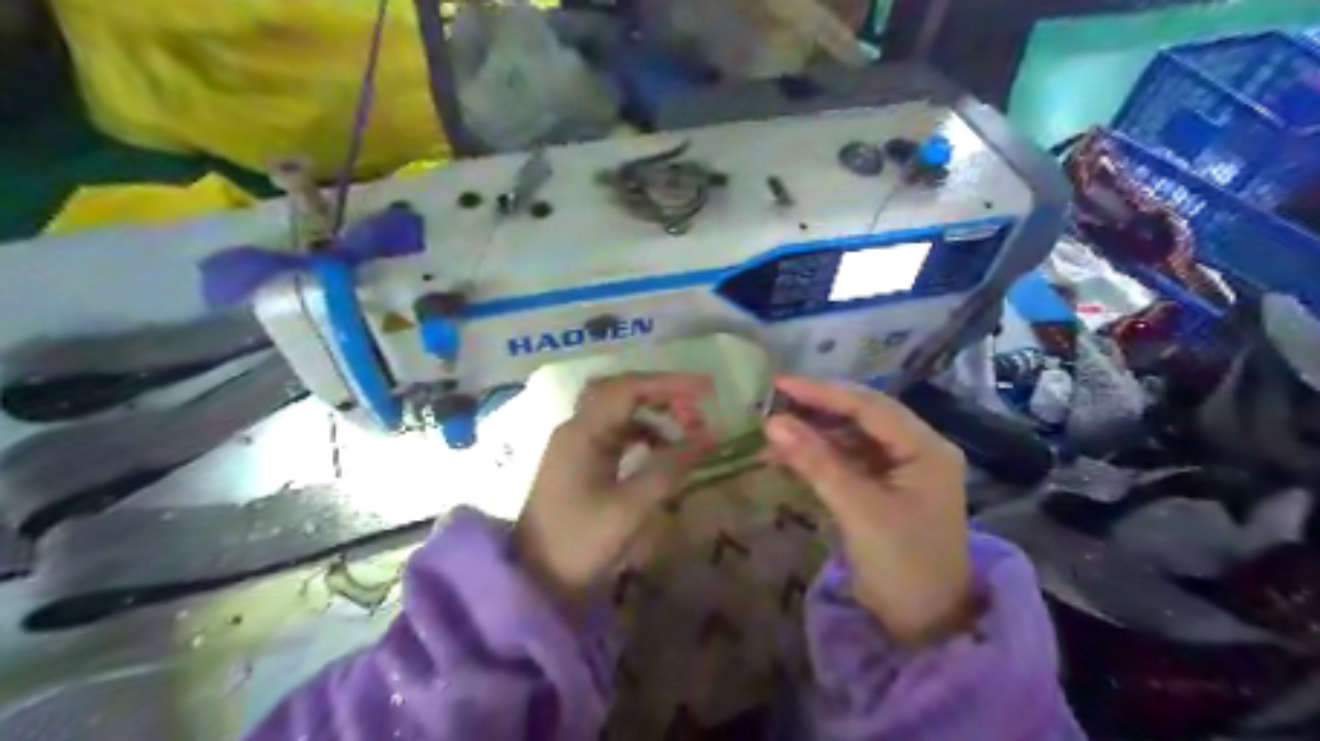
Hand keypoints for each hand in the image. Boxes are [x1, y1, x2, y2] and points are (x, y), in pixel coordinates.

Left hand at [512, 372, 711, 609]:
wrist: (535, 580)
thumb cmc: (579, 542)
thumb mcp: (631, 508)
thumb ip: (669, 468)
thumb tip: (707, 438)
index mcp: (583, 432)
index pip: (629, 389)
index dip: (670, 384)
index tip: (708, 391)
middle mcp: (577, 429)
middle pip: (621, 392)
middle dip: (661, 393)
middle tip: (696, 409)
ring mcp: (576, 445)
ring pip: (619, 412)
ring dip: (653, 413)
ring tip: (687, 430)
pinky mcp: (580, 463)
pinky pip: (615, 433)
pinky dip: (643, 433)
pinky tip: (662, 450)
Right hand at [763, 379, 965, 643]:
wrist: (927, 626)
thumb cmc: (902, 565)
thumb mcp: (858, 510)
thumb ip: (816, 462)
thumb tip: (772, 423)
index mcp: (926, 448)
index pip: (869, 407)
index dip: (823, 393)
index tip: (779, 384)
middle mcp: (918, 450)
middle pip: (863, 416)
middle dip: (818, 409)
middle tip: (774, 401)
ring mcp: (902, 470)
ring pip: (853, 437)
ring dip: (816, 433)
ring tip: (774, 430)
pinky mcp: (886, 489)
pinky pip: (850, 460)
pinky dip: (821, 457)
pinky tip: (791, 455)